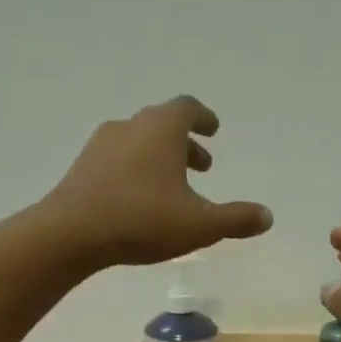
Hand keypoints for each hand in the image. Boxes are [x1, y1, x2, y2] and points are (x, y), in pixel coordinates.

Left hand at [42, 96, 272, 266]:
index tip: (213, 130)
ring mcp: (101, 146)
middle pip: (162, 125)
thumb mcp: (200, 225)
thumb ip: (235, 219)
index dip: (204, 118)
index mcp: (162, 128)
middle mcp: (131, 127)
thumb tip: (267, 216)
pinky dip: (135, 172)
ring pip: (138, 144)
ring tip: (171, 188)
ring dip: (159, 159)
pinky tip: (138, 201)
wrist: (72, 233)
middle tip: (202, 166)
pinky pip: (117, 162)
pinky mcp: (82, 169)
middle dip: (185, 144)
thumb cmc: (143, 221)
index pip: (188, 108)